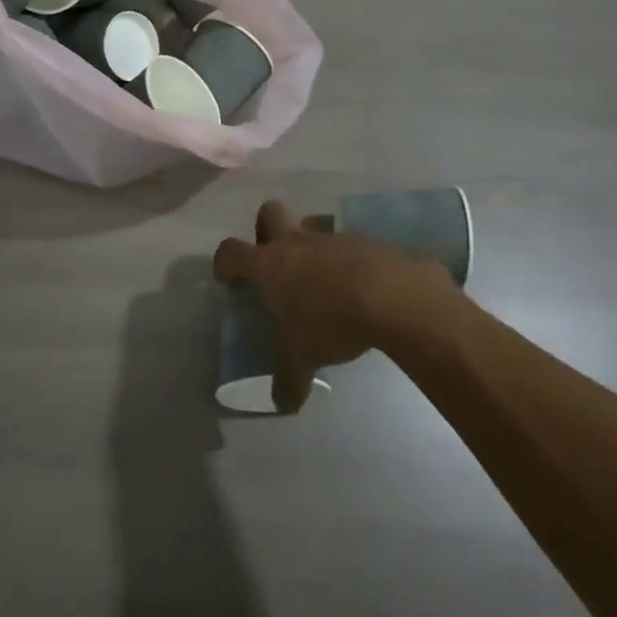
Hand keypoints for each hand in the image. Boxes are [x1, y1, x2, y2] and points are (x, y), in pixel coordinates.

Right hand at [213, 200, 457, 411]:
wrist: (391, 296)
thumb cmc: (330, 322)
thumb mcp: (303, 358)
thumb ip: (289, 380)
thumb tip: (282, 404)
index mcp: (269, 265)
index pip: (231, 252)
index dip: (225, 263)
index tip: (228, 279)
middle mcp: (296, 243)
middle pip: (269, 212)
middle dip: (265, 230)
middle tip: (274, 261)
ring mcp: (332, 237)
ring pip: (312, 226)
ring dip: (311, 247)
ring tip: (322, 281)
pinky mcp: (365, 241)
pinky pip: (347, 244)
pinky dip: (346, 261)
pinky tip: (358, 288)